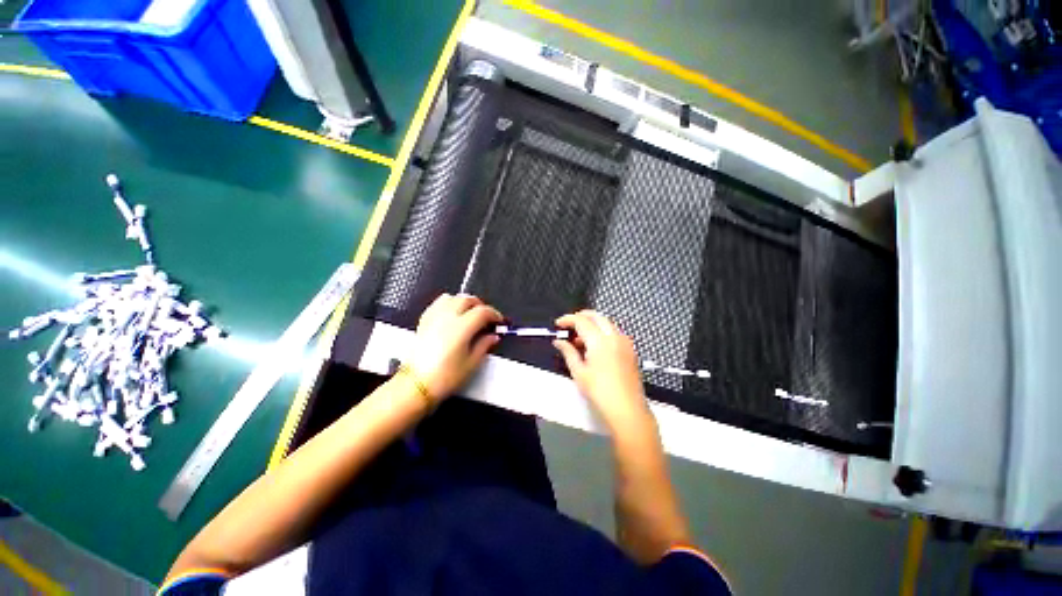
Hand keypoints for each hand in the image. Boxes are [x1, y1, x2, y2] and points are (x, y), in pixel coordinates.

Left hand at [404, 294, 501, 401]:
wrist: (416, 385)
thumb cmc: (445, 377)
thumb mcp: (471, 363)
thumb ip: (484, 345)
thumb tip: (493, 336)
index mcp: (461, 327)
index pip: (483, 311)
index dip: (494, 314)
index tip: (499, 322)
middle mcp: (447, 317)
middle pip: (467, 299)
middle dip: (480, 306)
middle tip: (487, 318)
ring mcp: (434, 317)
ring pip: (452, 297)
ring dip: (464, 302)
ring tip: (469, 314)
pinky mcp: (424, 321)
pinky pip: (438, 304)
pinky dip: (449, 304)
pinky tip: (452, 316)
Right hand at [553, 310, 650, 430]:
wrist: (627, 409)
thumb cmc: (599, 392)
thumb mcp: (579, 372)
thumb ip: (568, 352)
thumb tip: (558, 341)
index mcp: (599, 340)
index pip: (581, 320)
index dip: (568, 319)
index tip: (558, 324)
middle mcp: (614, 336)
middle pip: (597, 316)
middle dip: (581, 316)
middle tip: (569, 325)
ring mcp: (625, 342)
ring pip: (607, 323)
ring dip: (593, 324)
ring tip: (580, 339)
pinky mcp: (630, 350)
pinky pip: (615, 332)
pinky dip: (603, 332)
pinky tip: (595, 347)